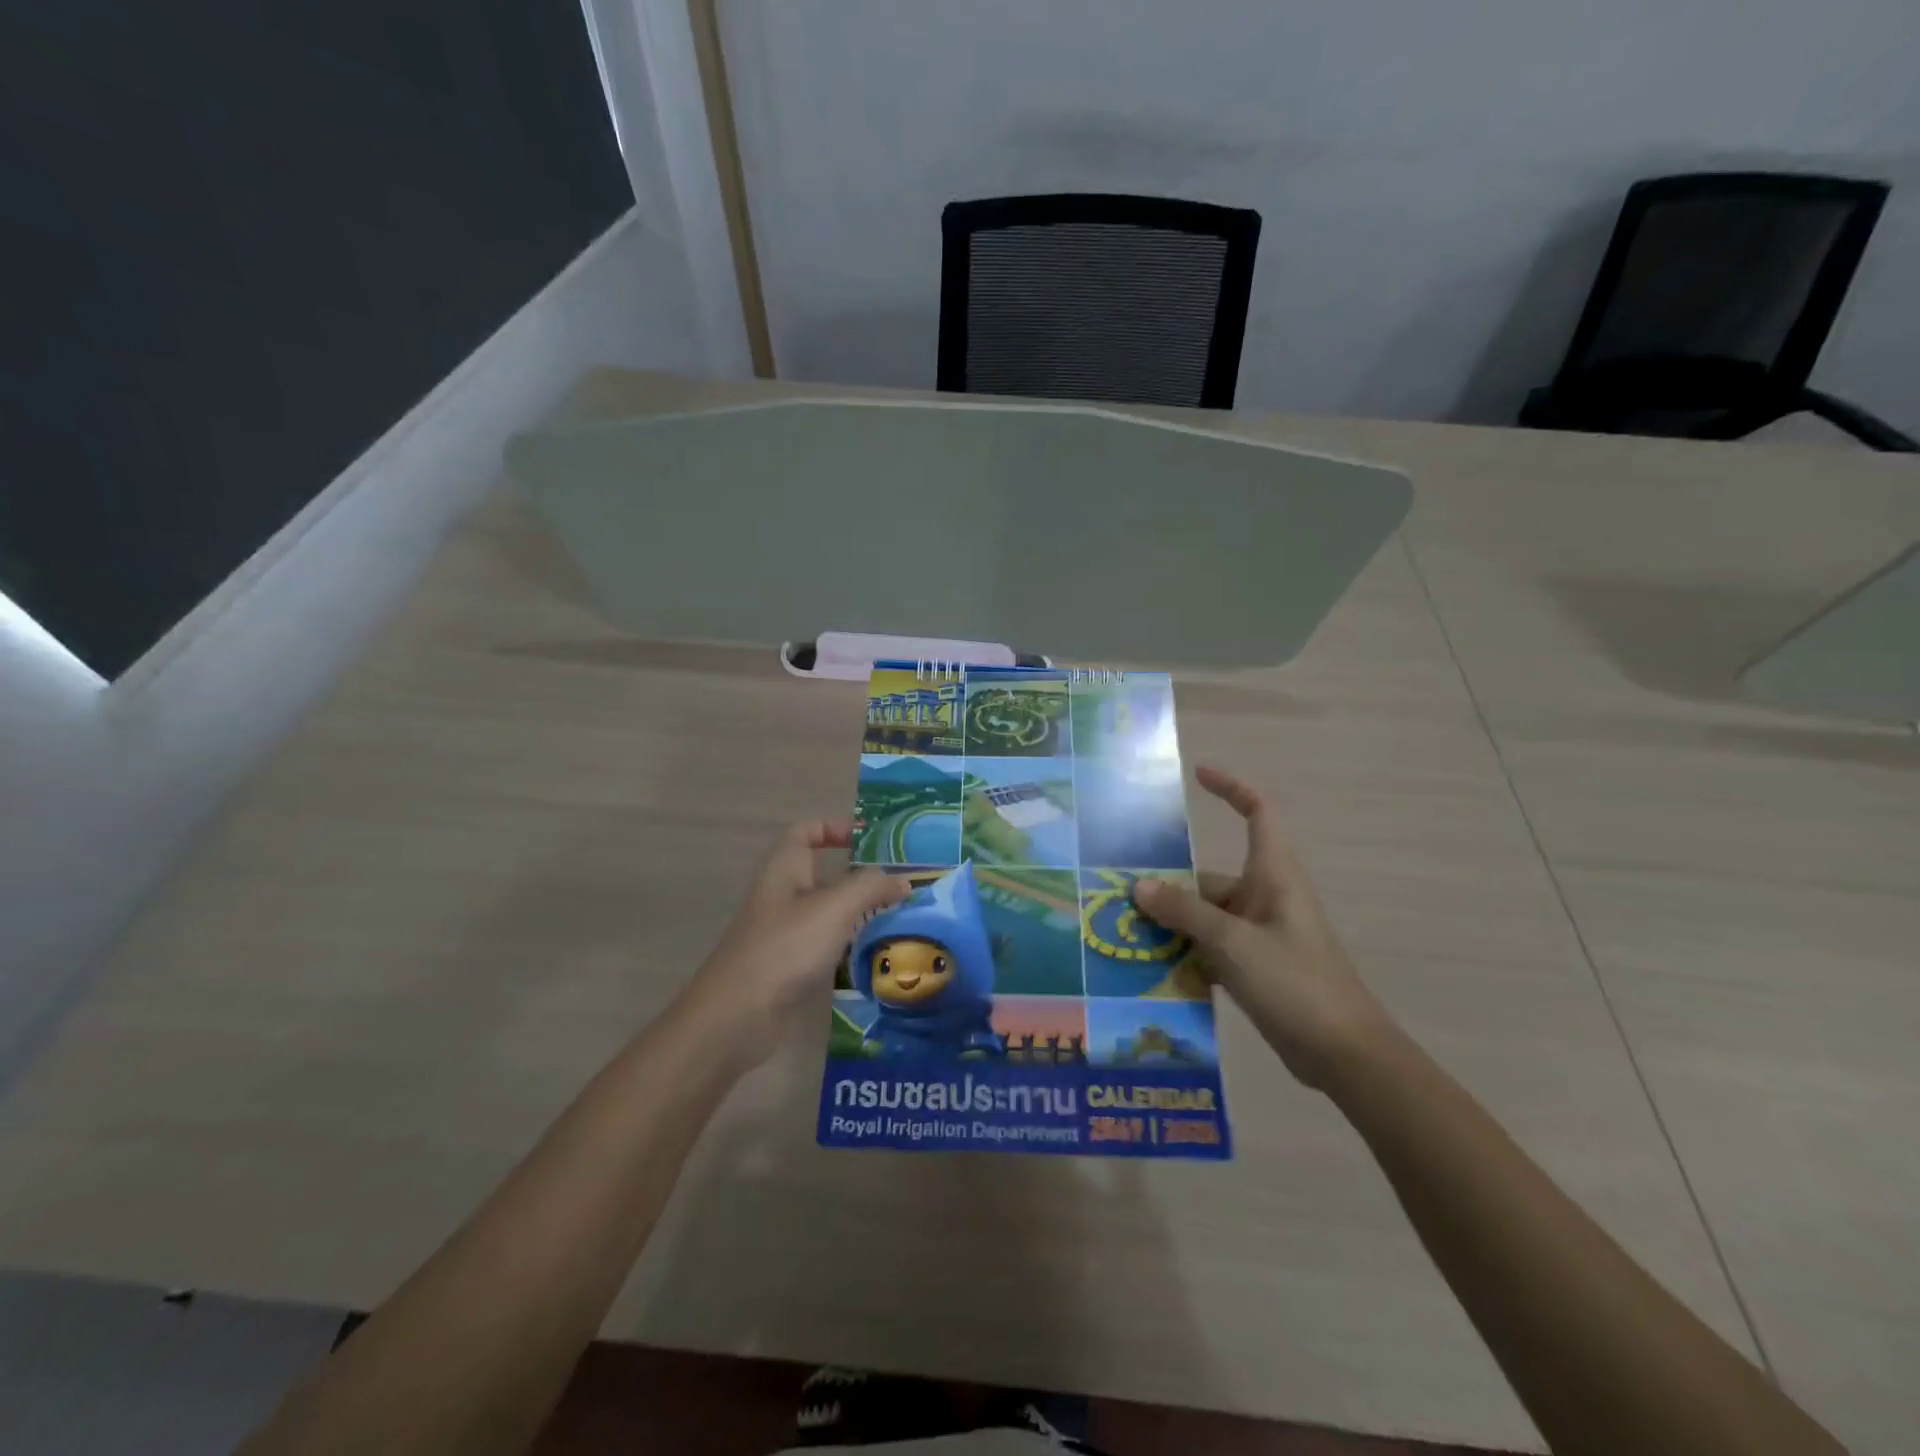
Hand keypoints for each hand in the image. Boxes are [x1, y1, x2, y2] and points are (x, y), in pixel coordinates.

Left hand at [683, 819, 908, 1068]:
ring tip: (900, 919)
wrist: (736, 1016)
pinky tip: (877, 955)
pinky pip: (825, 944)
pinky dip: (849, 945)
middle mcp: (783, 894)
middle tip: (901, 885)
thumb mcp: (834, 908)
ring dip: (860, 913)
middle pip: (824, 873)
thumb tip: (902, 881)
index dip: (836, 828)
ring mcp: (784, 931)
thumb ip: (871, 888)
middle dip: (861, 877)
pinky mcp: (789, 965)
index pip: (807, 831)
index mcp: (785, 868)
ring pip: (828, 912)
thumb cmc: (785, 947)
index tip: (872, 841)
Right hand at [1133, 766, 1392, 1089]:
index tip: (1198, 775)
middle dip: (1167, 888)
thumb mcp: (1234, 943)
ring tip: (1123, 938)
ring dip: (1170, 927)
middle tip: (1117, 899)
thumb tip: (1139, 886)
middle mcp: (1264, 898)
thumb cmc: (1297, 983)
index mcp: (1273, 876)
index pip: (1259, 813)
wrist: (1346, 1055)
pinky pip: (1209, 949)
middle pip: (1208, 878)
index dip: (1232, 788)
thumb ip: (1185, 912)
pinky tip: (1149, 971)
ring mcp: (1258, 934)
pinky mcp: (1254, 967)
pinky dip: (1184, 955)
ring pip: (1204, 918)